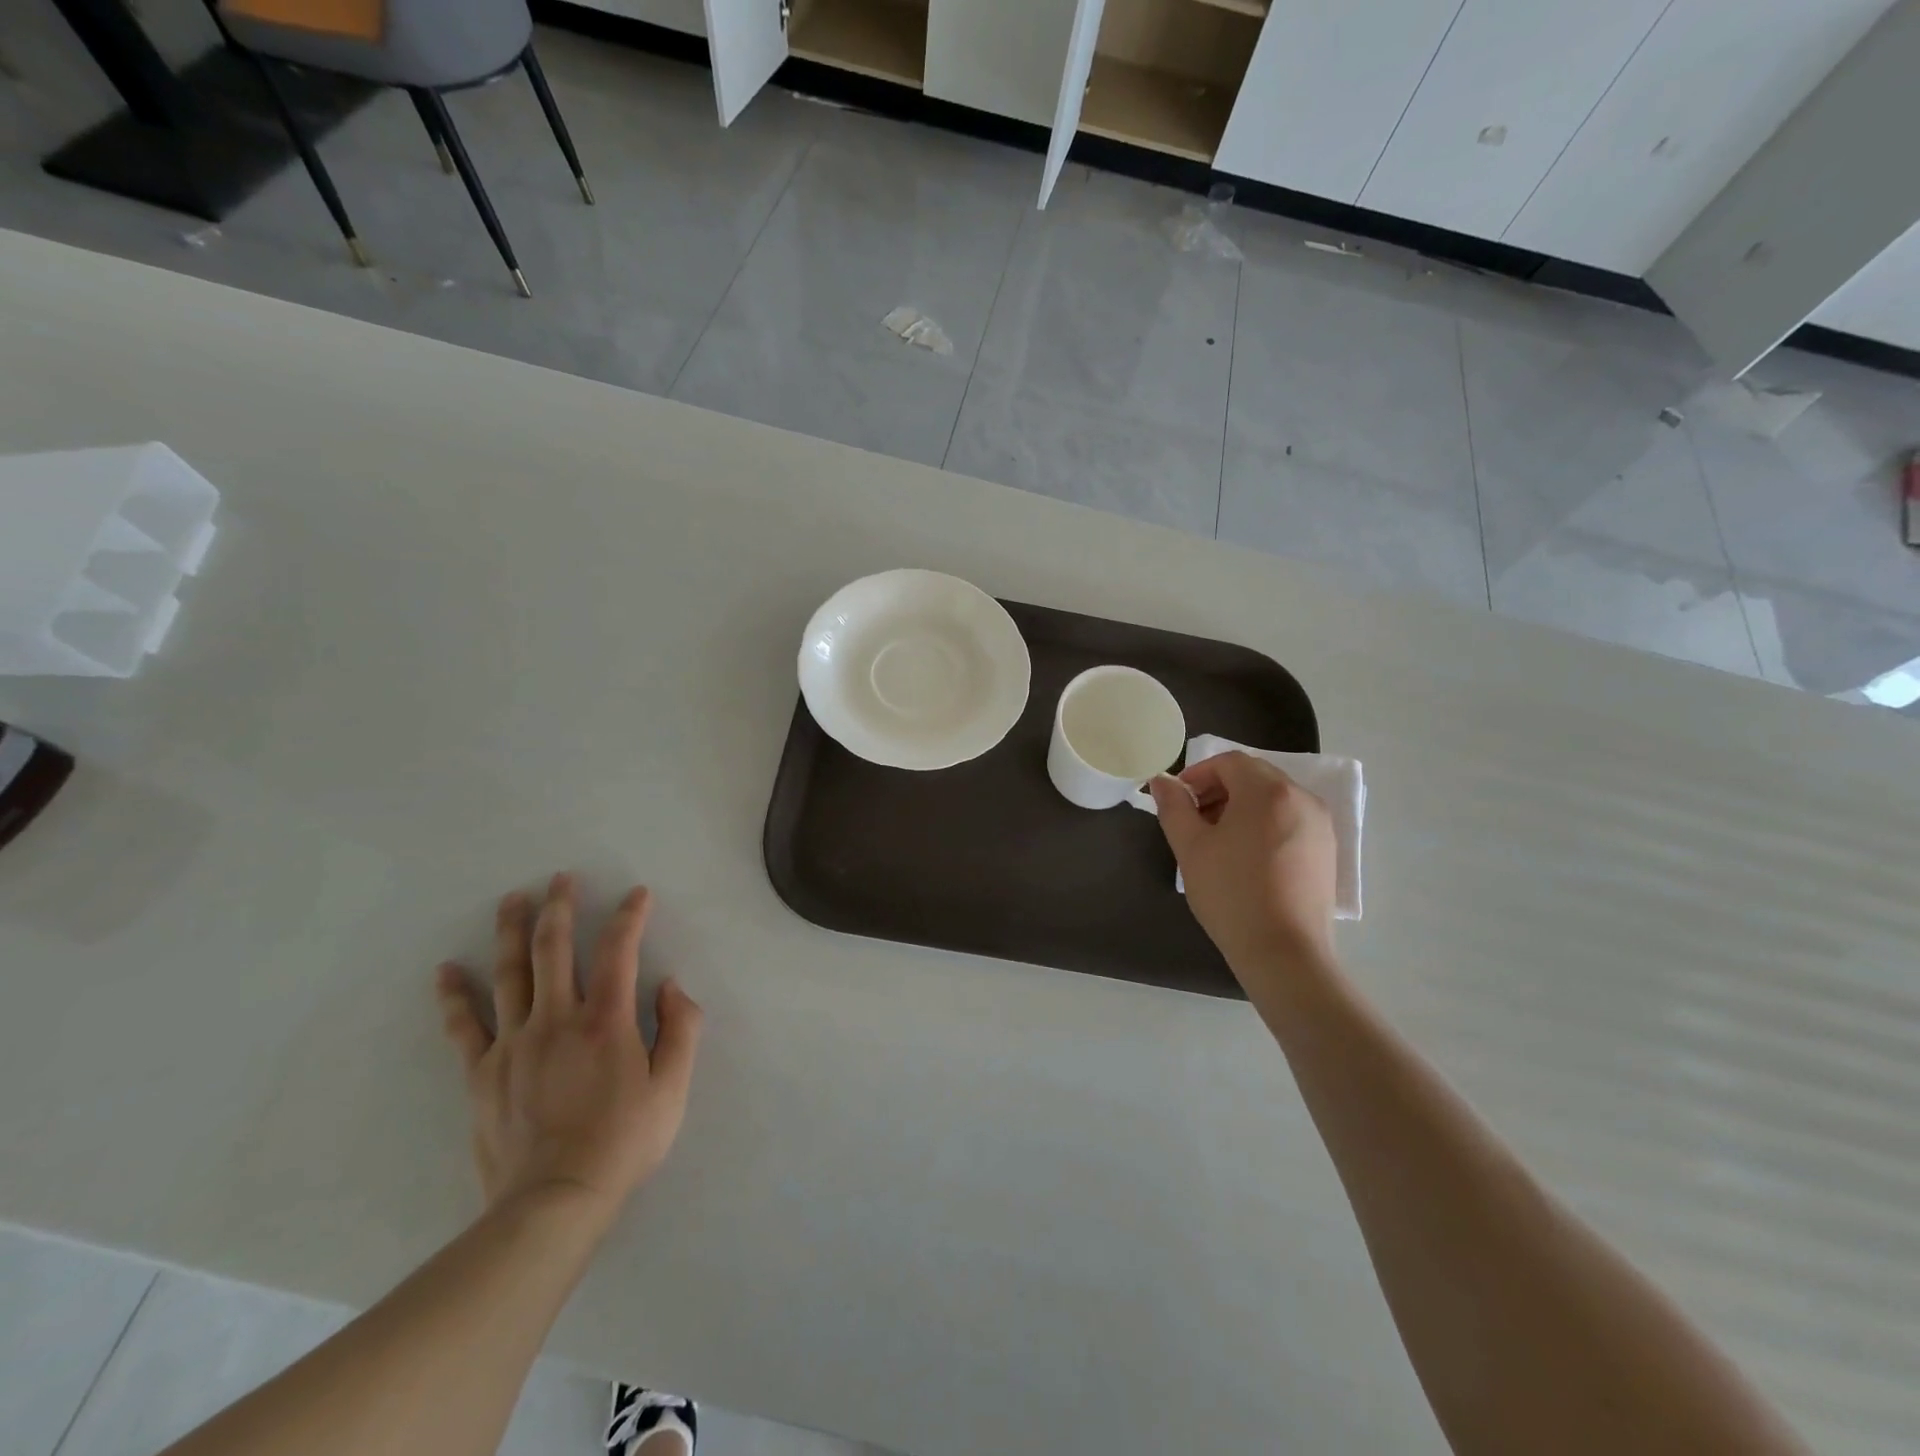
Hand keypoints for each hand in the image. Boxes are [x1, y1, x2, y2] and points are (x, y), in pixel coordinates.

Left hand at [434, 874, 702, 1225]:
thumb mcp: (673, 1087)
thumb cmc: (623, 1141)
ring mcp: (514, 1043)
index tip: (637, 894)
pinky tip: (446, 971)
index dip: (629, 916)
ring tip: (512, 900)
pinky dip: (454, 996)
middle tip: (561, 877)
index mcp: (606, 1020)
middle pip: (555, 948)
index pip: (619, 950)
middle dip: (560, 907)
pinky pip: (464, 1026)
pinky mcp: (482, 1072)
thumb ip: (681, 1028)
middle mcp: (557, 1019)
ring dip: (512, 932)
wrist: (554, 1202)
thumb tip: (670, 985)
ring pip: (510, 974)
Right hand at [1150, 752, 1337, 973]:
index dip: (1199, 774)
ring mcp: (1320, 824)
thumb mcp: (1190, 848)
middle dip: (1220, 789)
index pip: (1229, 762)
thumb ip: (1174, 807)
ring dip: (1242, 806)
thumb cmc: (1231, 894)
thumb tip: (1162, 782)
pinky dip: (1265, 823)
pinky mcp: (1327, 849)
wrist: (1285, 952)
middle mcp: (1301, 798)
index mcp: (1267, 791)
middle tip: (1195, 819)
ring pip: (1274, 798)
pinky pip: (1290, 819)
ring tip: (1219, 840)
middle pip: (1254, 776)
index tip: (1179, 800)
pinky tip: (1247, 857)